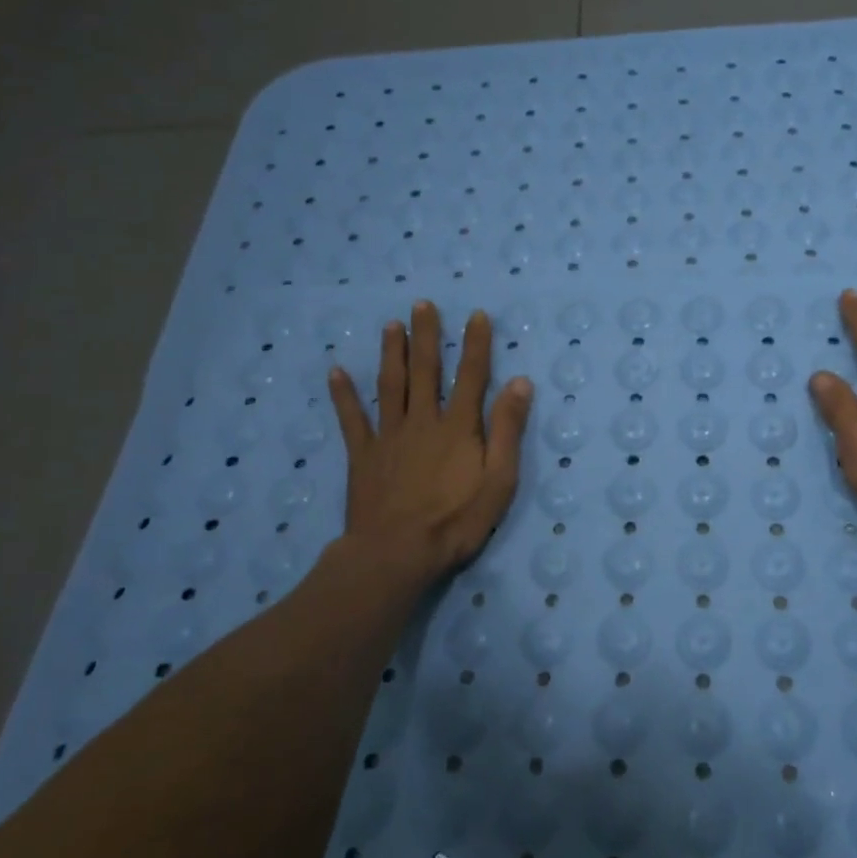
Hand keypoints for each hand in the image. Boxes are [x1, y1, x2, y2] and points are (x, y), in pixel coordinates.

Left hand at [328, 302, 532, 585]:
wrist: (396, 553)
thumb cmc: (456, 520)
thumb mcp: (499, 480)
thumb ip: (508, 430)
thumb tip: (520, 382)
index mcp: (459, 427)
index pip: (471, 375)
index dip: (475, 344)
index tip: (477, 315)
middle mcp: (423, 421)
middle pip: (425, 370)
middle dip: (426, 336)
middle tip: (422, 304)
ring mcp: (389, 436)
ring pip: (390, 385)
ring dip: (390, 353)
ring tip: (390, 325)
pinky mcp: (363, 455)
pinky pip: (353, 419)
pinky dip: (344, 395)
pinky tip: (336, 372)